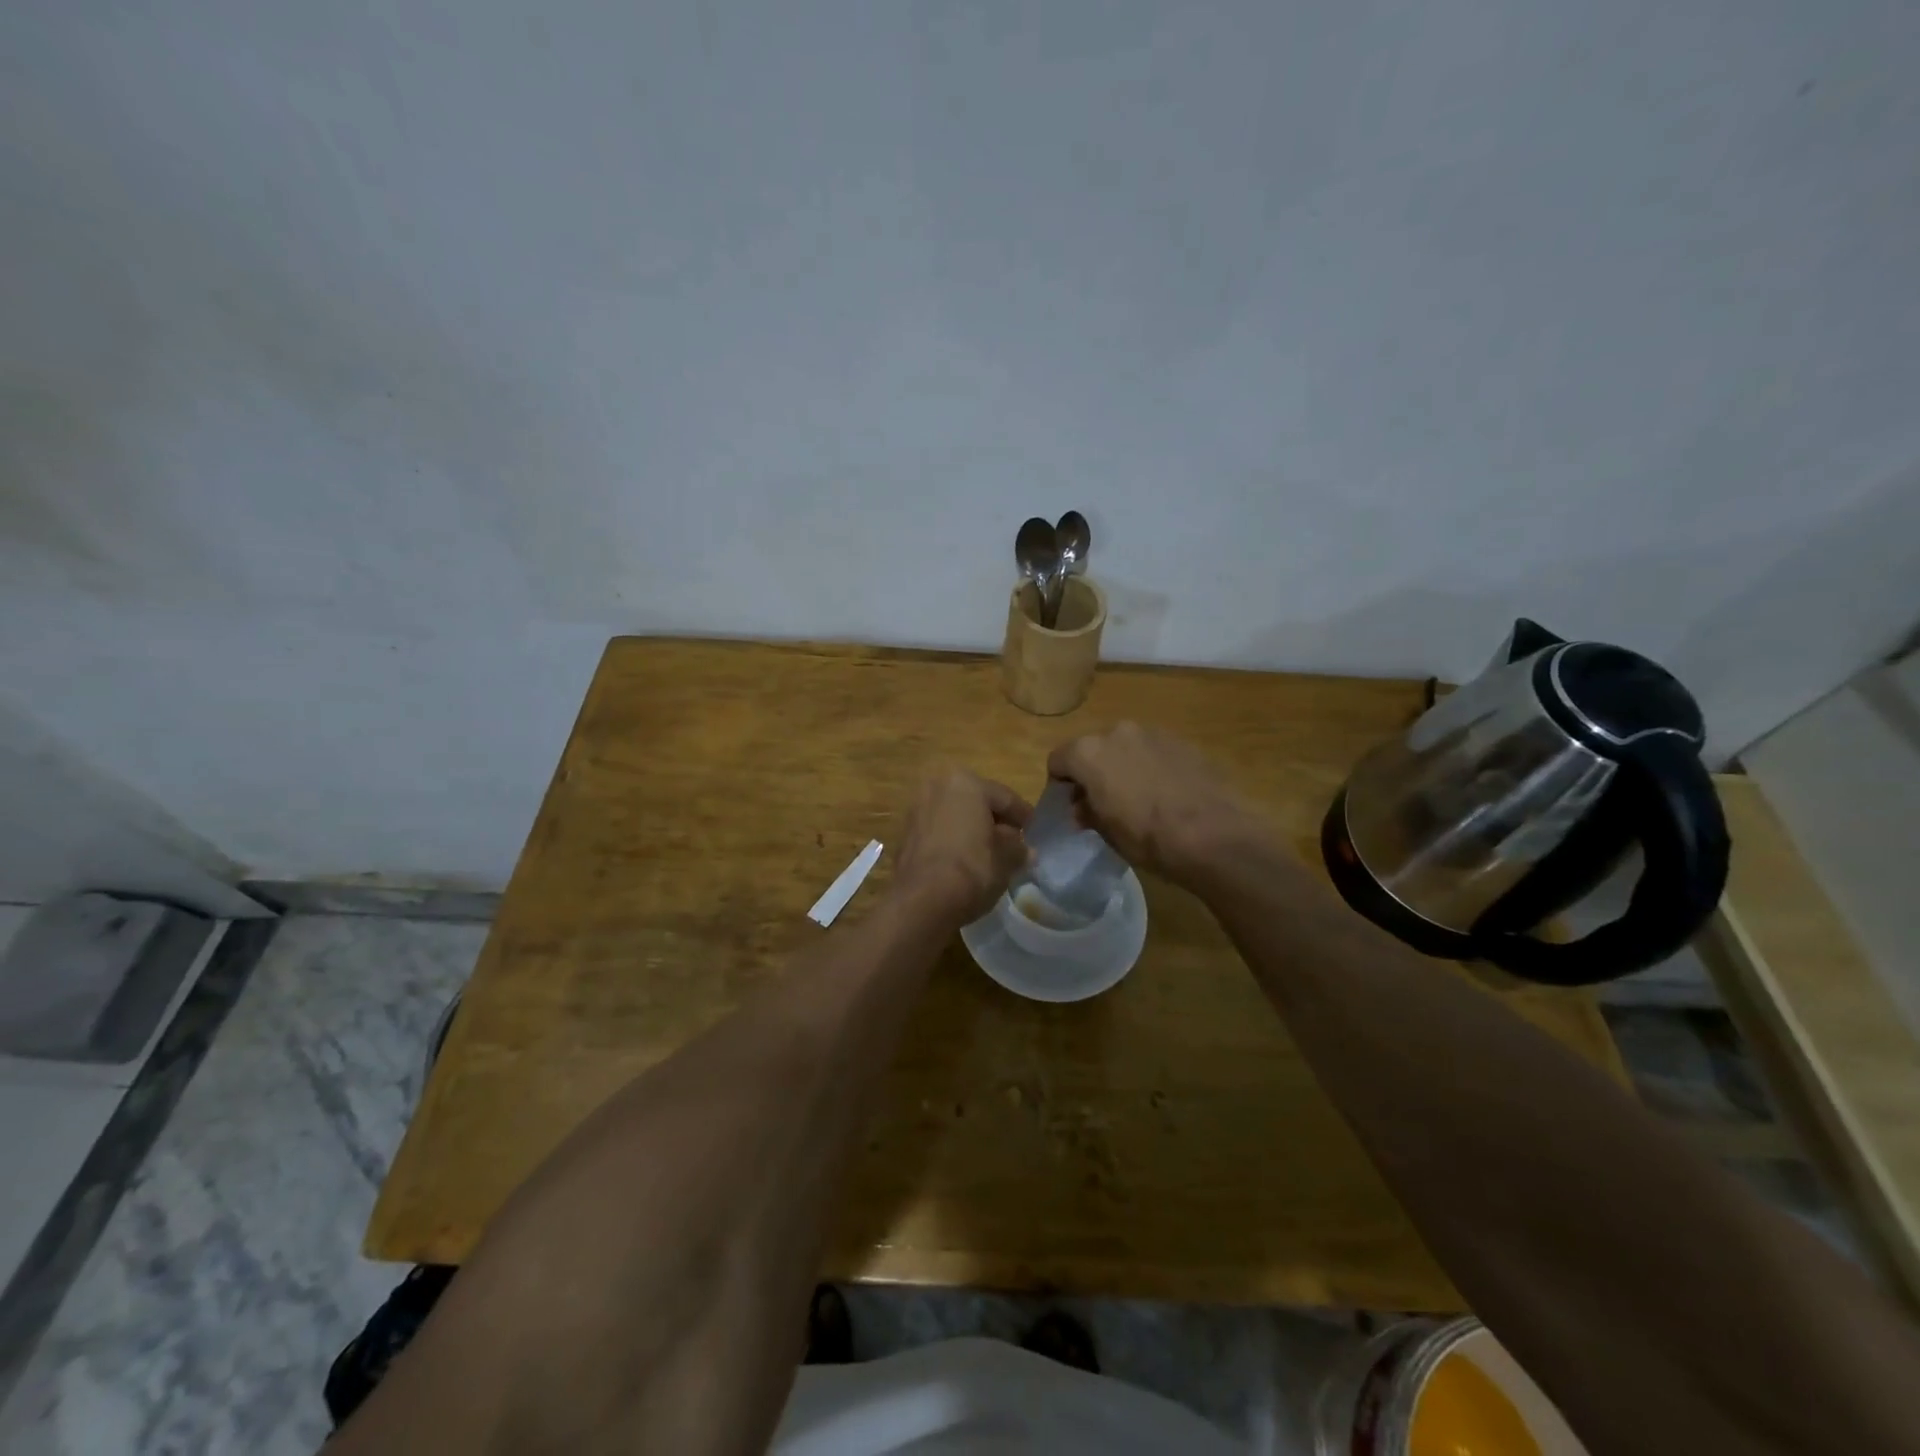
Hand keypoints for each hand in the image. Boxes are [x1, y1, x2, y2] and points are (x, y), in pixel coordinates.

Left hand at [891, 771, 1032, 925]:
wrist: (921, 901)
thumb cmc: (972, 869)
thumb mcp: (1006, 860)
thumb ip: (1018, 849)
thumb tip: (1025, 850)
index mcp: (966, 783)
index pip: (1004, 797)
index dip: (1023, 816)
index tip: (1034, 830)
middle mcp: (938, 786)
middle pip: (976, 802)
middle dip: (995, 820)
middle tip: (1013, 841)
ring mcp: (917, 808)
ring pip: (955, 814)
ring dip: (972, 829)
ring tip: (990, 852)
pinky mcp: (905, 832)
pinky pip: (938, 830)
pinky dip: (953, 839)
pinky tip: (964, 859)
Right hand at [1047, 722, 1267, 886]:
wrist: (1215, 836)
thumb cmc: (1149, 838)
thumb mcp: (1107, 833)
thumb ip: (1087, 812)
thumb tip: (1082, 808)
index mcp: (1089, 752)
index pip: (1058, 760)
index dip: (1060, 785)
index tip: (1071, 806)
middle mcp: (1118, 732)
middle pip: (1092, 749)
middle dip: (1092, 772)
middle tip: (1102, 803)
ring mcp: (1154, 733)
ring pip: (1125, 747)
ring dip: (1123, 767)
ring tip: (1138, 799)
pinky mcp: (1184, 742)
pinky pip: (1154, 751)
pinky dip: (1151, 767)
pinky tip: (1166, 795)